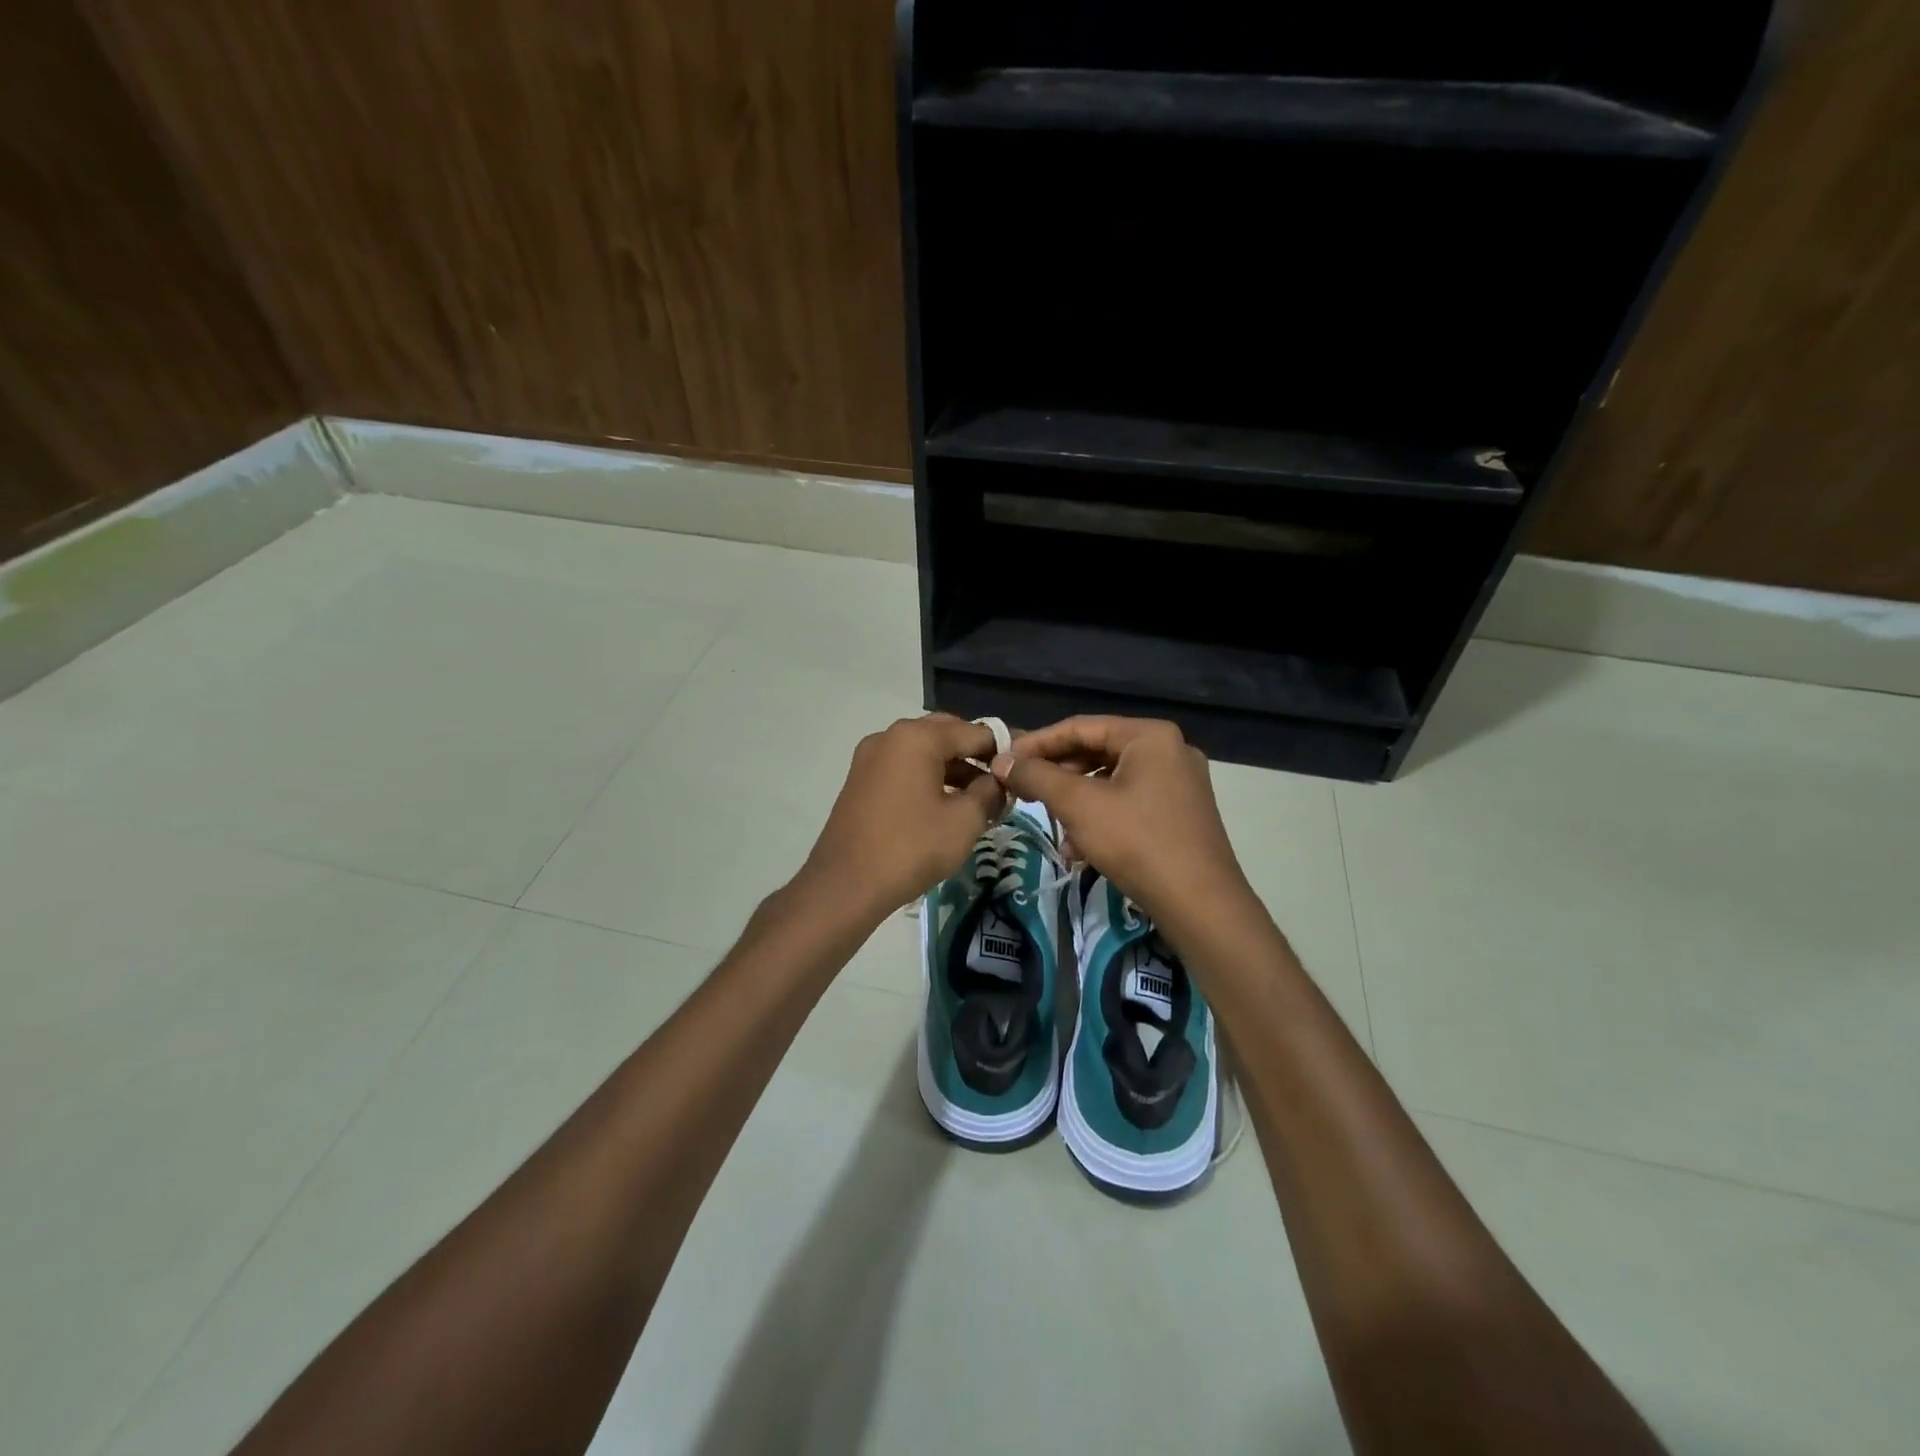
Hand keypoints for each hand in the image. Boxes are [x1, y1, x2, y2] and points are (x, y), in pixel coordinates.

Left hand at [803, 714, 1006, 919]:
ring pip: (924, 752)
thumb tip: (1000, 781)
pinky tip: (948, 805)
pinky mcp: (861, 780)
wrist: (846, 885)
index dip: (1003, 749)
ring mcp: (871, 758)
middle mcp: (891, 736)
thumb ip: (990, 792)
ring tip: (981, 798)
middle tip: (1002, 781)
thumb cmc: (911, 847)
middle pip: (946, 734)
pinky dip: (929, 779)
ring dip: (954, 768)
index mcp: (917, 737)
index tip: (1025, 767)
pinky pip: (905, 768)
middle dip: (976, 755)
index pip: (974, 731)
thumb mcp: (964, 821)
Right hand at [991, 716, 1257, 938]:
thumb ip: (1037, 777)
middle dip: (1057, 776)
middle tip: (1023, 792)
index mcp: (1150, 736)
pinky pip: (1130, 803)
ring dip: (1076, 803)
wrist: (1201, 905)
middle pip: (1097, 752)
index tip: (1004, 762)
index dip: (1037, 743)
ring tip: (1053, 827)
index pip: (1080, 726)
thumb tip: (1001, 761)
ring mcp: (1179, 784)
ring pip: (1111, 781)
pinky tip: (1080, 849)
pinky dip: (1101, 818)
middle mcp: (1169, 750)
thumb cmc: (1138, 842)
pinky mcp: (1181, 814)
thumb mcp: (1079, 805)